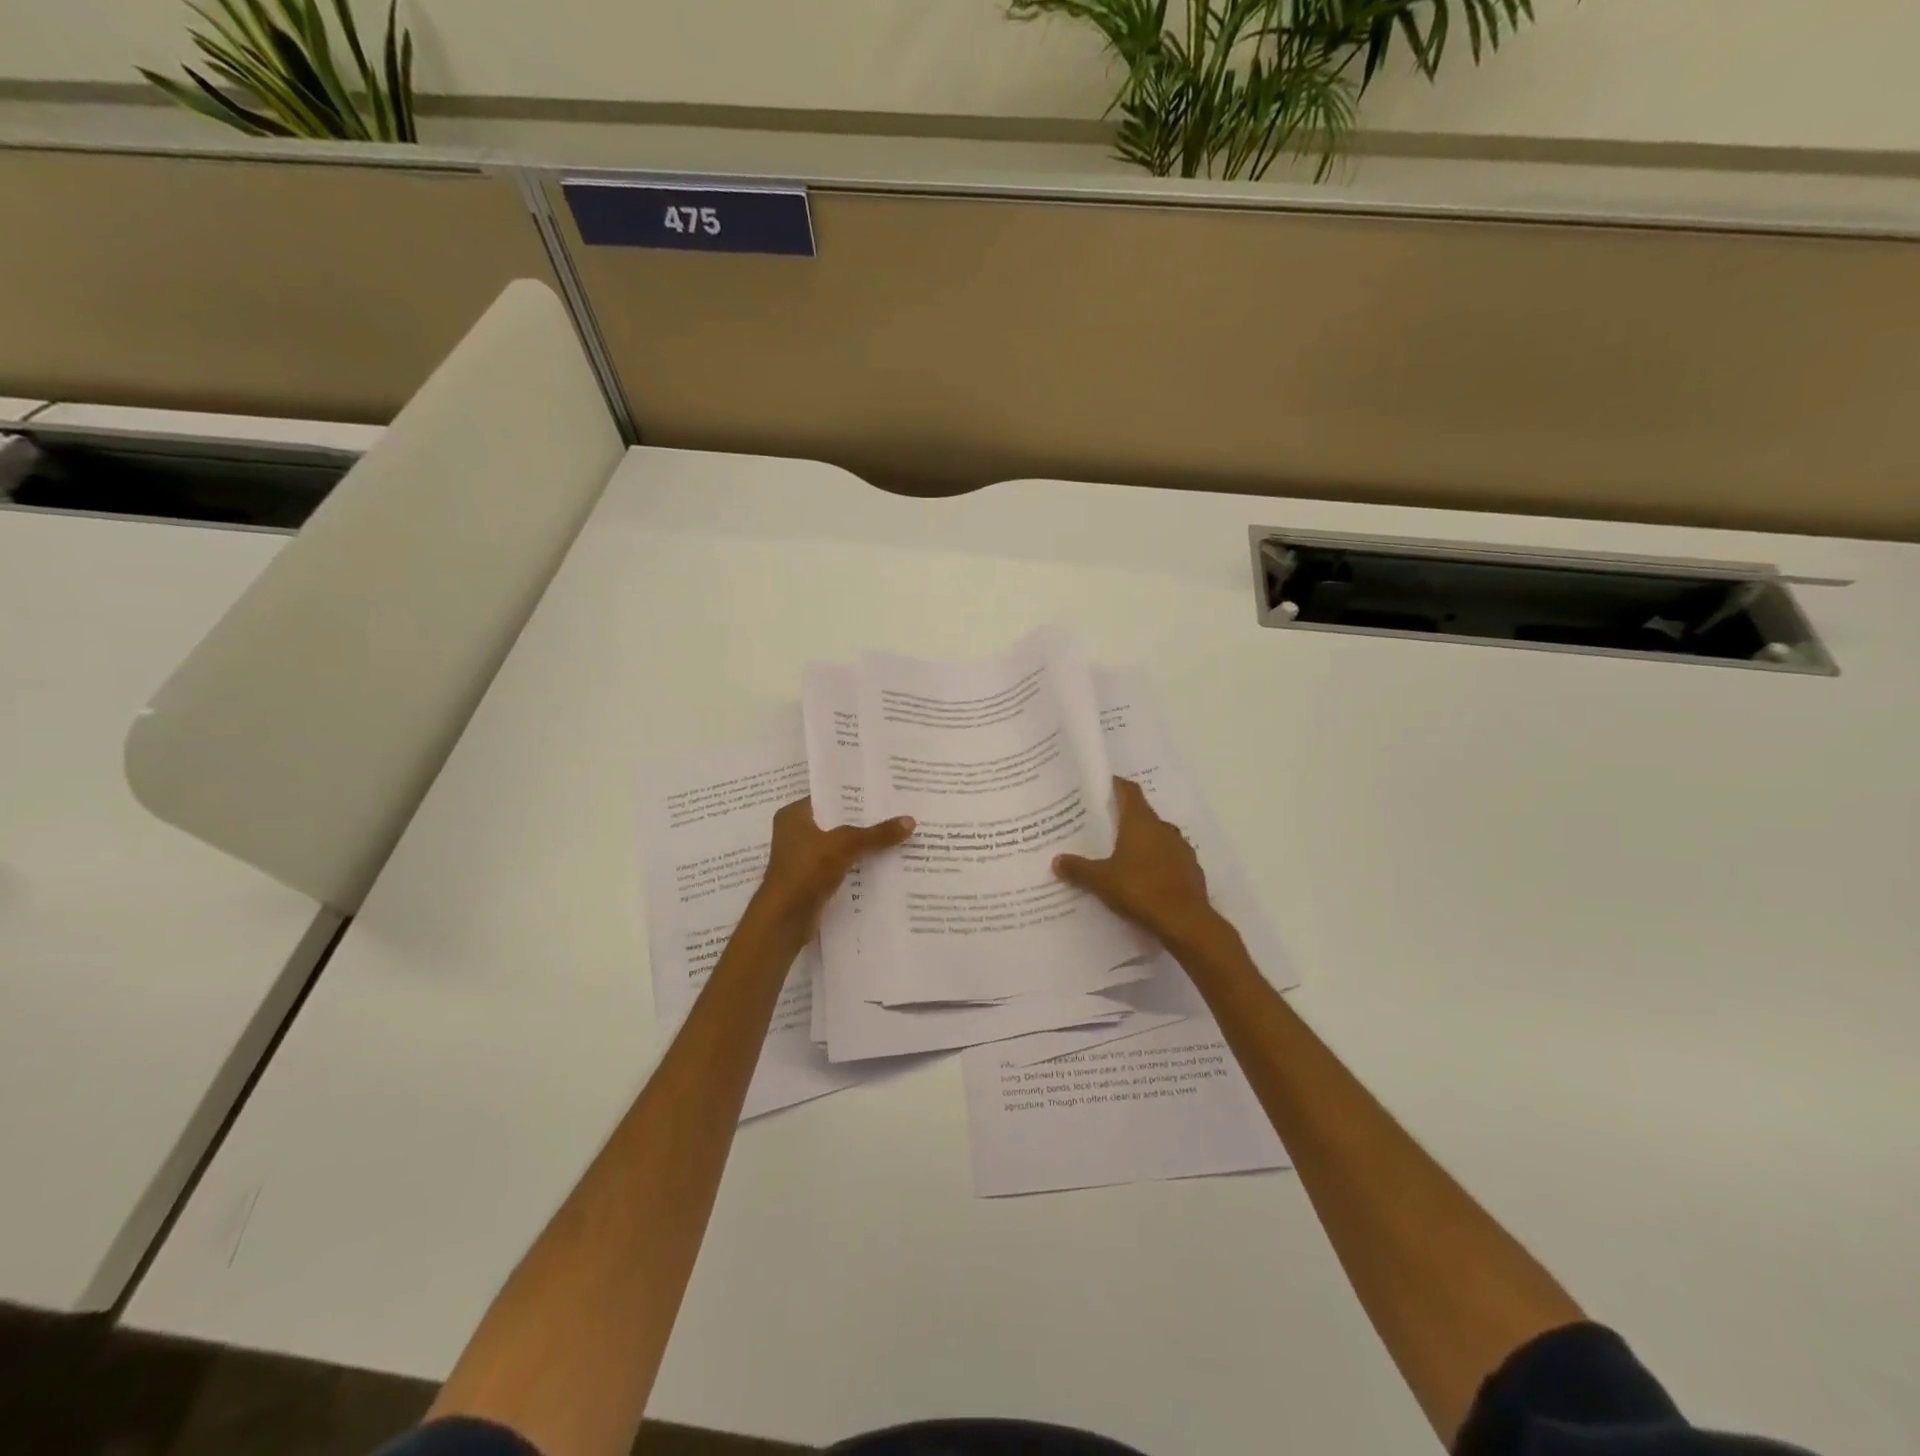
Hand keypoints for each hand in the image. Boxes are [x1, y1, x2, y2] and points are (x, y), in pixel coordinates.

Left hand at [750, 798, 914, 946]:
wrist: (784, 920)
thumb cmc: (807, 870)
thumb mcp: (845, 845)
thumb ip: (877, 833)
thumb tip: (910, 821)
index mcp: (794, 815)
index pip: (829, 797)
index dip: (855, 795)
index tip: (884, 793)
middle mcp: (796, 833)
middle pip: (837, 822)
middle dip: (864, 821)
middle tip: (897, 812)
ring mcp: (803, 858)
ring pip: (840, 845)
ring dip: (863, 845)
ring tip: (897, 836)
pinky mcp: (812, 880)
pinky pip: (840, 866)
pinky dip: (857, 865)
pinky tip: (884, 863)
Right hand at [1054, 777, 1221, 949]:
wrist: (1184, 920)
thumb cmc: (1139, 889)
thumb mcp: (1101, 880)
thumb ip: (1079, 868)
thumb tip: (1056, 860)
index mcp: (1141, 822)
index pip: (1129, 791)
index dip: (1115, 785)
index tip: (1101, 786)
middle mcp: (1163, 828)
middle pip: (1143, 814)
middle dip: (1125, 818)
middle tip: (1104, 826)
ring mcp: (1181, 848)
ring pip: (1158, 837)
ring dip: (1144, 841)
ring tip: (1123, 854)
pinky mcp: (1191, 869)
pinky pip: (1170, 858)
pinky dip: (1158, 862)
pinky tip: (1145, 878)